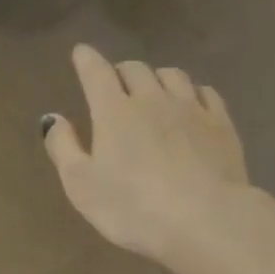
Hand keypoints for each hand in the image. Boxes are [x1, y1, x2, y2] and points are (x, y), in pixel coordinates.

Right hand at [42, 45, 248, 262]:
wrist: (206, 220)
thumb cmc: (133, 208)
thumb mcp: (82, 186)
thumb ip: (64, 148)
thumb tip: (53, 118)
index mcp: (114, 111)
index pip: (96, 72)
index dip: (86, 60)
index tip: (81, 53)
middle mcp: (153, 99)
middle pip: (135, 69)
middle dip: (121, 72)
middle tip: (116, 84)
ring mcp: (192, 109)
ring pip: (173, 76)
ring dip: (158, 78)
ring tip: (154, 92)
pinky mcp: (222, 125)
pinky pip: (206, 93)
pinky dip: (193, 93)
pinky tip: (192, 105)